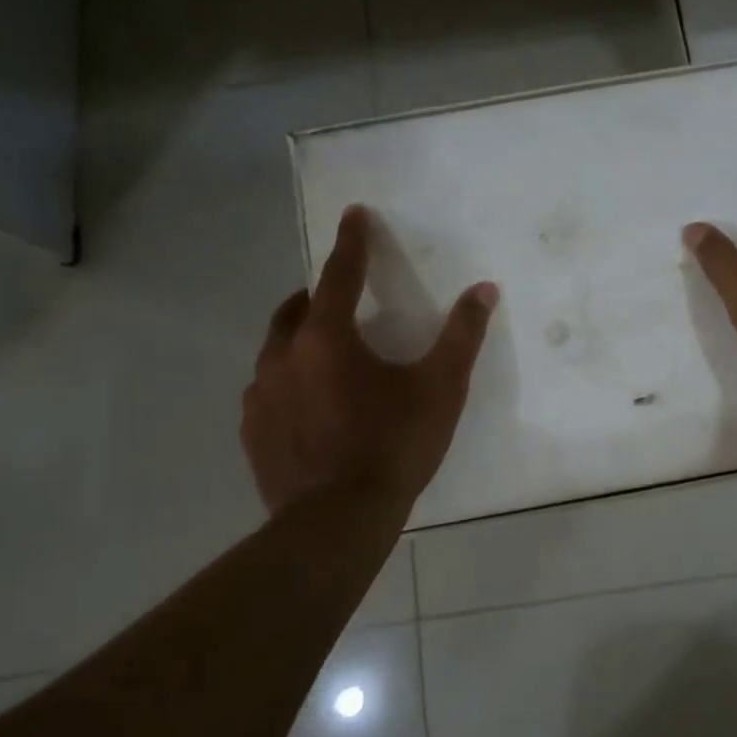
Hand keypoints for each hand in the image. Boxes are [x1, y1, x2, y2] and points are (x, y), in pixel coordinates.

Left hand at [242, 206, 497, 513]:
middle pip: (296, 309)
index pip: (338, 274)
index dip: (351, 242)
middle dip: (318, 295)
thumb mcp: (440, 388)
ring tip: (328, 356)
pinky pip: (268, 391)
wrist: (337, 522)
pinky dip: (289, 382)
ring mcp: (260, 397)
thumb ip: (462, 335)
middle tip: (342, 298)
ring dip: (301, 340)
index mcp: (325, 338)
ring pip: (277, 351)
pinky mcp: (252, 433)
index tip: (354, 214)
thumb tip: (484, 289)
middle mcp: (282, 357)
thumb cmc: (393, 446)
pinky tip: (310, 406)